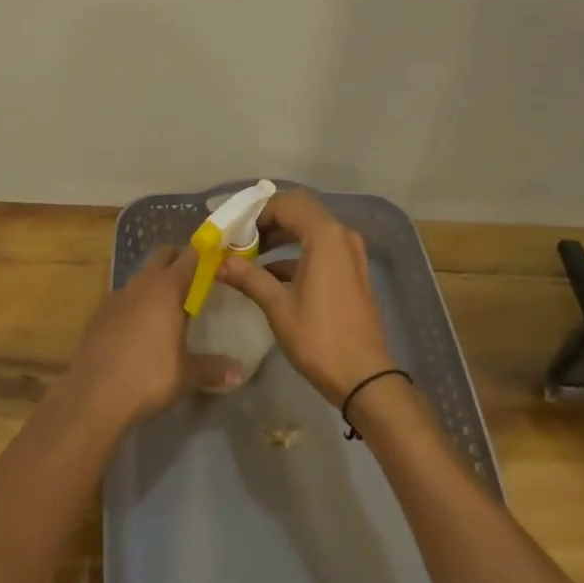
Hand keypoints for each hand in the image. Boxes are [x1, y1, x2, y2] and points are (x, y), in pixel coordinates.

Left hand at [58, 247, 242, 430]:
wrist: (93, 395)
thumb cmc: (148, 377)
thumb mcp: (186, 375)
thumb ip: (213, 369)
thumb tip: (240, 373)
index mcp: (167, 288)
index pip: (189, 256)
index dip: (203, 252)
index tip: (215, 255)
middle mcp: (142, 283)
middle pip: (163, 256)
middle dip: (178, 259)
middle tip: (195, 277)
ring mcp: (117, 296)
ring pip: (142, 276)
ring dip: (156, 281)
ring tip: (169, 305)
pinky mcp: (100, 313)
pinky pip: (124, 298)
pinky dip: (136, 302)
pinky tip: (140, 328)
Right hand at [217, 188, 395, 405]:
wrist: (365, 378)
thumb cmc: (320, 339)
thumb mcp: (278, 307)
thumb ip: (249, 277)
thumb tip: (218, 263)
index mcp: (324, 235)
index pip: (285, 204)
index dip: (256, 213)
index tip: (233, 231)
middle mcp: (341, 234)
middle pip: (300, 209)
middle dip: (269, 219)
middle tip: (241, 237)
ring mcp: (350, 252)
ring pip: (310, 227)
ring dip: (282, 234)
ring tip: (251, 254)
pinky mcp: (352, 269)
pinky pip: (321, 246)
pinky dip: (297, 251)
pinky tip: (272, 274)